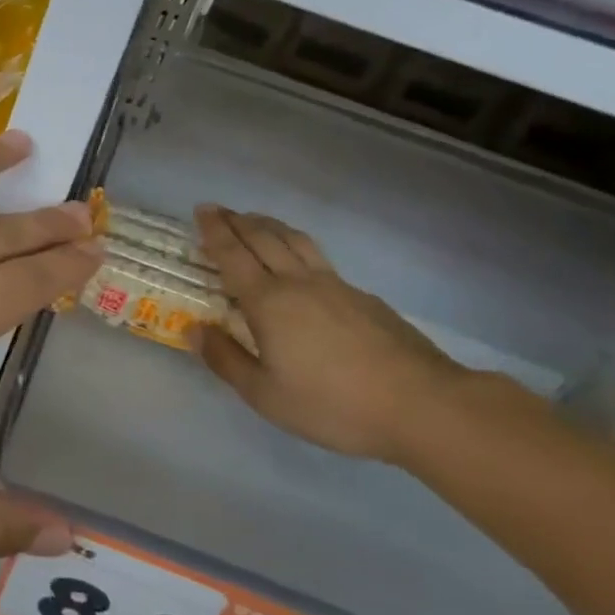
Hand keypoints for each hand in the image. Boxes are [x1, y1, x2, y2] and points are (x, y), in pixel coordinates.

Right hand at [191, 205, 468, 462]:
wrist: (421, 404)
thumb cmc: (333, 404)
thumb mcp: (266, 395)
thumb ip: (226, 360)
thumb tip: (194, 330)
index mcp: (268, 302)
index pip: (233, 255)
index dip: (215, 231)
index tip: (202, 210)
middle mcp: (298, 282)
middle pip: (263, 239)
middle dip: (237, 221)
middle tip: (219, 210)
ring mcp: (335, 285)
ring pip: (295, 241)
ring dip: (270, 225)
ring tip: (255, 221)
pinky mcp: (363, 297)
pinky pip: (319, 258)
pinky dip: (298, 246)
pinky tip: (301, 261)